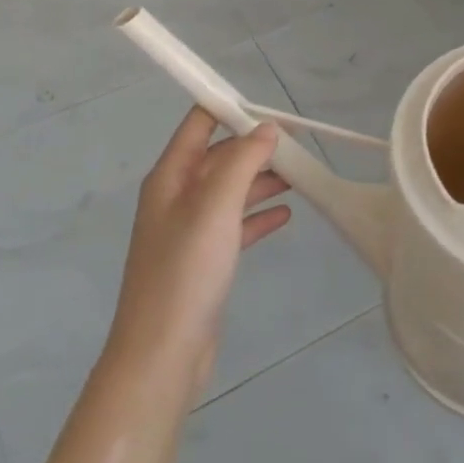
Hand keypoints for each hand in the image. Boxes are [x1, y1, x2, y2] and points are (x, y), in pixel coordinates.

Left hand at [107, 109, 291, 392]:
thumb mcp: (216, 206)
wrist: (163, 354)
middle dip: (255, 147)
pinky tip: (286, 214)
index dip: (230, 109)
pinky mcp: (204, 261)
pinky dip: (258, 215)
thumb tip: (266, 128)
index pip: (198, 124)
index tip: (272, 108)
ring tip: (300, 176)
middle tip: (298, 147)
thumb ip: (242, 161)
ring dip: (262, 180)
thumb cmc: (186, 271)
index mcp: (170, 177)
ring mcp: (189, 231)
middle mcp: (176, 198)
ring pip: (230, 191)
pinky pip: (235, 225)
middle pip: (218, 157)